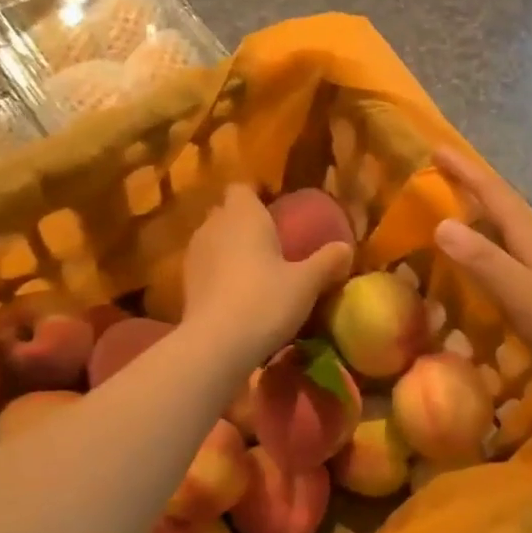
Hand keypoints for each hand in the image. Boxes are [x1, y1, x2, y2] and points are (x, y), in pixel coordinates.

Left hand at [183, 184, 352, 367]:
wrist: (217, 344)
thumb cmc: (266, 300)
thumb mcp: (307, 283)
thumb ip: (327, 261)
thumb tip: (346, 247)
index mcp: (244, 215)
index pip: (243, 188)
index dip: (258, 195)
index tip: (277, 208)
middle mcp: (214, 226)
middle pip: (227, 213)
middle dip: (246, 222)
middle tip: (273, 241)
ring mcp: (194, 255)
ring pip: (215, 240)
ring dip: (232, 249)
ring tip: (257, 269)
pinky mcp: (185, 284)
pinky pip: (207, 267)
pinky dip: (221, 273)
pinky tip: (240, 293)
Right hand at [431, 148, 531, 391]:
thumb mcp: (525, 295)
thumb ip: (485, 262)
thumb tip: (441, 223)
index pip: (494, 196)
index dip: (465, 172)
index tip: (437, 148)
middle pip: (506, 208)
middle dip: (474, 190)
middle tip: (441, 179)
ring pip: (515, 233)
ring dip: (487, 220)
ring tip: (461, 220)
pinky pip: (523, 258)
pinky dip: (500, 251)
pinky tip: (497, 269)